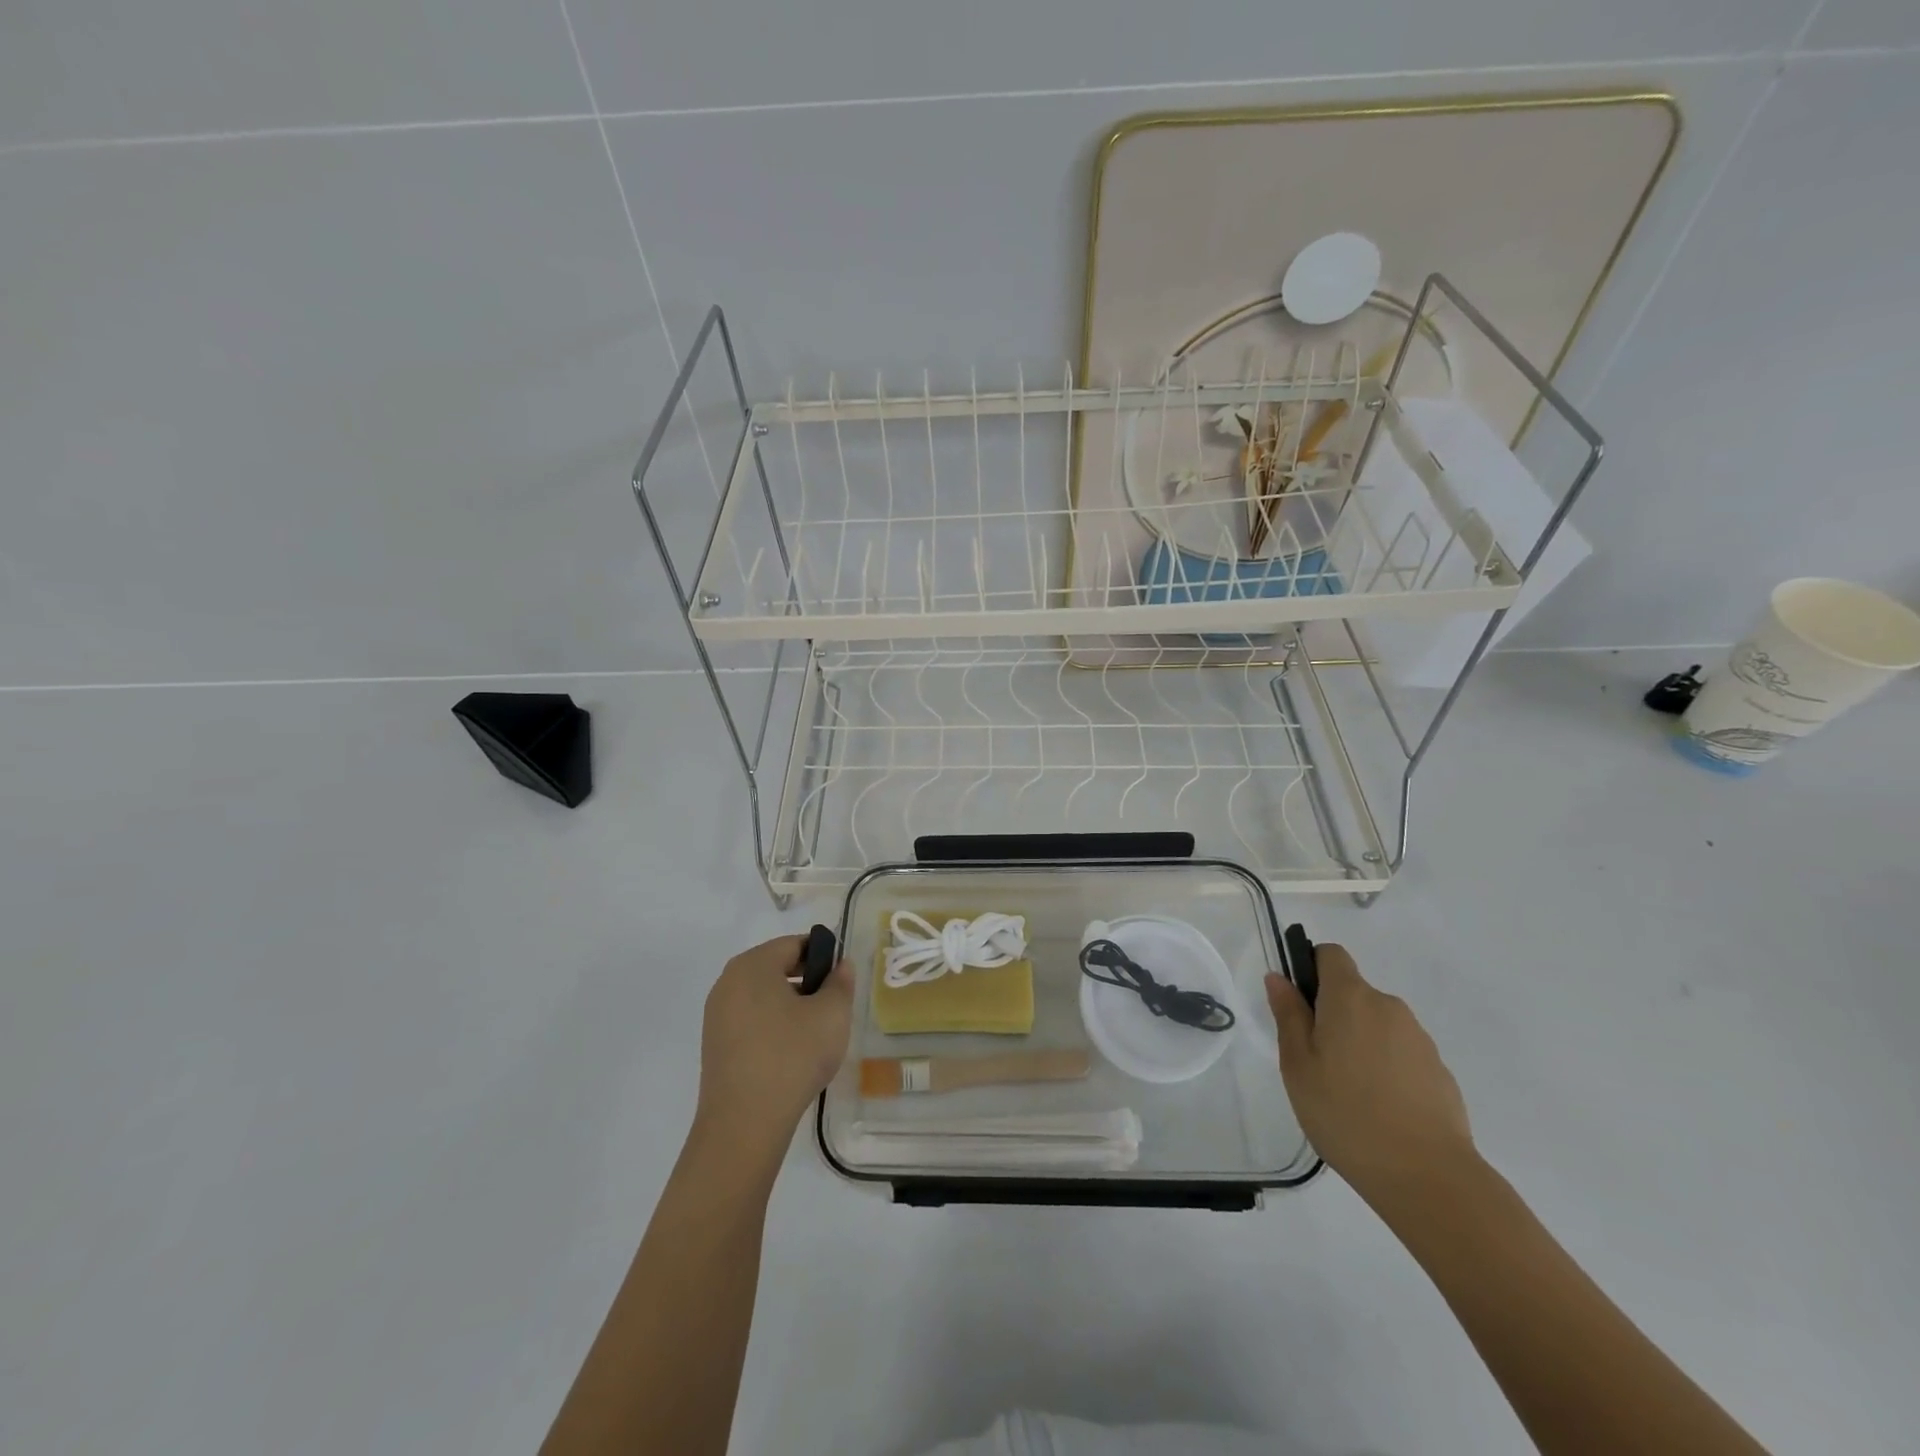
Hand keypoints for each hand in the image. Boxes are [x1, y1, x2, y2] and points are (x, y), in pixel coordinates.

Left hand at [694, 935, 852, 1158]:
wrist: (744, 1124)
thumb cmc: (792, 1056)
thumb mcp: (832, 1015)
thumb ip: (840, 982)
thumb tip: (840, 966)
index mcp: (752, 965)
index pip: (794, 944)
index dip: (824, 956)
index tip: (842, 980)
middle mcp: (728, 982)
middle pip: (776, 967)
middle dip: (807, 980)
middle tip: (833, 1007)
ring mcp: (717, 1015)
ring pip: (764, 995)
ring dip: (792, 1004)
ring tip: (816, 1033)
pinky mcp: (715, 1045)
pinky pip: (751, 1020)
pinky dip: (774, 1026)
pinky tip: (792, 1053)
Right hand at [1266, 944, 1474, 1206]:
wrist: (1428, 1176)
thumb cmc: (1345, 1113)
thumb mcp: (1297, 1064)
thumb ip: (1288, 1015)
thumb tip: (1279, 977)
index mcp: (1350, 997)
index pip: (1331, 955)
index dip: (1311, 968)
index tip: (1299, 1005)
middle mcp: (1388, 1006)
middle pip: (1353, 993)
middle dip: (1333, 1015)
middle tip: (1316, 1062)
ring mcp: (1419, 1039)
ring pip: (1378, 1025)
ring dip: (1360, 1043)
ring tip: (1348, 1093)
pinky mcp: (1440, 1071)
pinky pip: (1401, 1054)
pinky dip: (1386, 1069)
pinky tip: (1380, 1110)